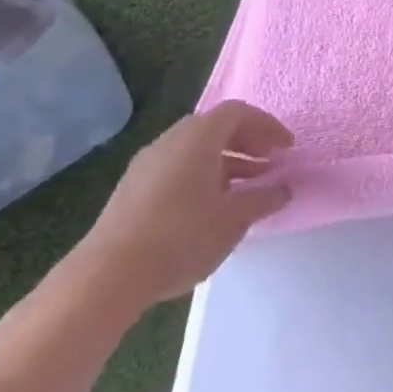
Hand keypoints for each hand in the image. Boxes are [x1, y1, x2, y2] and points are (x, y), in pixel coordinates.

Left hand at [74, 101, 293, 309]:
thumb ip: (265, 198)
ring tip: (247, 189)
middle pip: (214, 128)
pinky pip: (176, 170)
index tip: (287, 149)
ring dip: (226, 162)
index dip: (267, 126)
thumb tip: (283, 189)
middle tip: (270, 163)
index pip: (238, 113)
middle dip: (247, 142)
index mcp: (197, 139)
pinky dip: (203, 177)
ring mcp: (144, 168)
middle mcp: (168, 144)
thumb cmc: (182, 236)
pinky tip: (213, 207)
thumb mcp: (236, 218)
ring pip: (194, 151)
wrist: (106, 278)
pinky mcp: (131, 193)